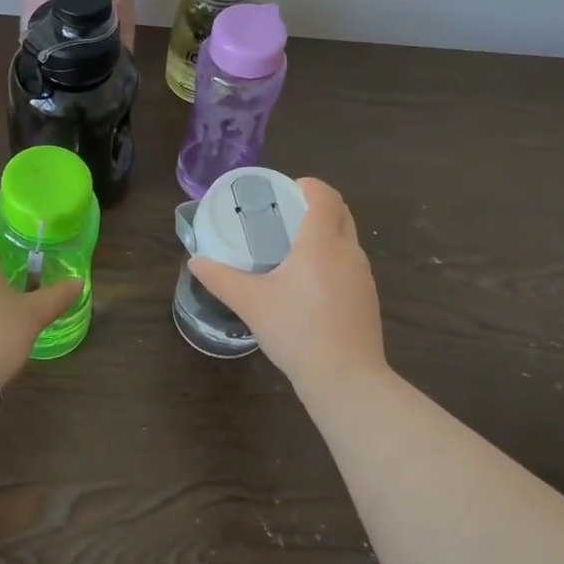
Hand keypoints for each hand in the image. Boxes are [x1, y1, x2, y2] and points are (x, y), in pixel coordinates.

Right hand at [188, 177, 388, 391]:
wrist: (345, 378)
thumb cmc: (296, 330)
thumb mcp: (251, 303)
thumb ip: (221, 278)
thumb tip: (196, 262)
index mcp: (321, 242)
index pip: (324, 195)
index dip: (307, 185)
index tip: (285, 191)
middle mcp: (348, 251)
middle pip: (340, 211)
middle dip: (317, 205)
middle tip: (285, 215)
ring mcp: (363, 275)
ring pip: (348, 238)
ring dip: (326, 232)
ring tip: (294, 248)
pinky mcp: (368, 297)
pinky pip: (350, 263)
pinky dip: (333, 258)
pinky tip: (310, 284)